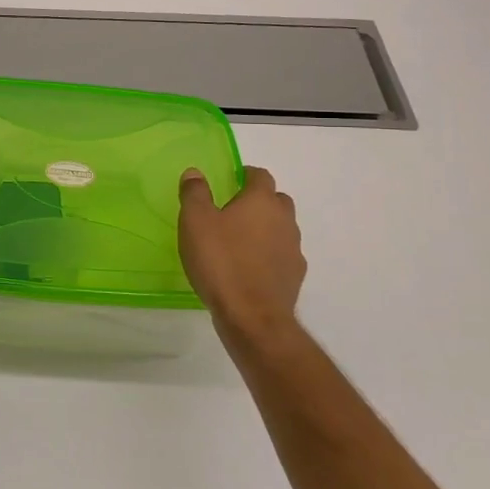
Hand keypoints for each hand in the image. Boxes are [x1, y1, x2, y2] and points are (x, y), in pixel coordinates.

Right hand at [178, 166, 307, 346]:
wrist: (252, 316)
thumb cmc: (220, 261)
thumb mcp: (195, 222)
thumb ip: (195, 193)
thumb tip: (195, 173)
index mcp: (261, 201)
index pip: (260, 176)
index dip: (246, 175)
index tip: (232, 180)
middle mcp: (284, 220)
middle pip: (276, 200)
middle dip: (259, 200)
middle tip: (234, 209)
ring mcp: (294, 249)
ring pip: (282, 228)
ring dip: (265, 228)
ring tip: (239, 240)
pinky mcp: (295, 276)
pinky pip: (282, 254)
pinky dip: (269, 254)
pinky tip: (250, 267)